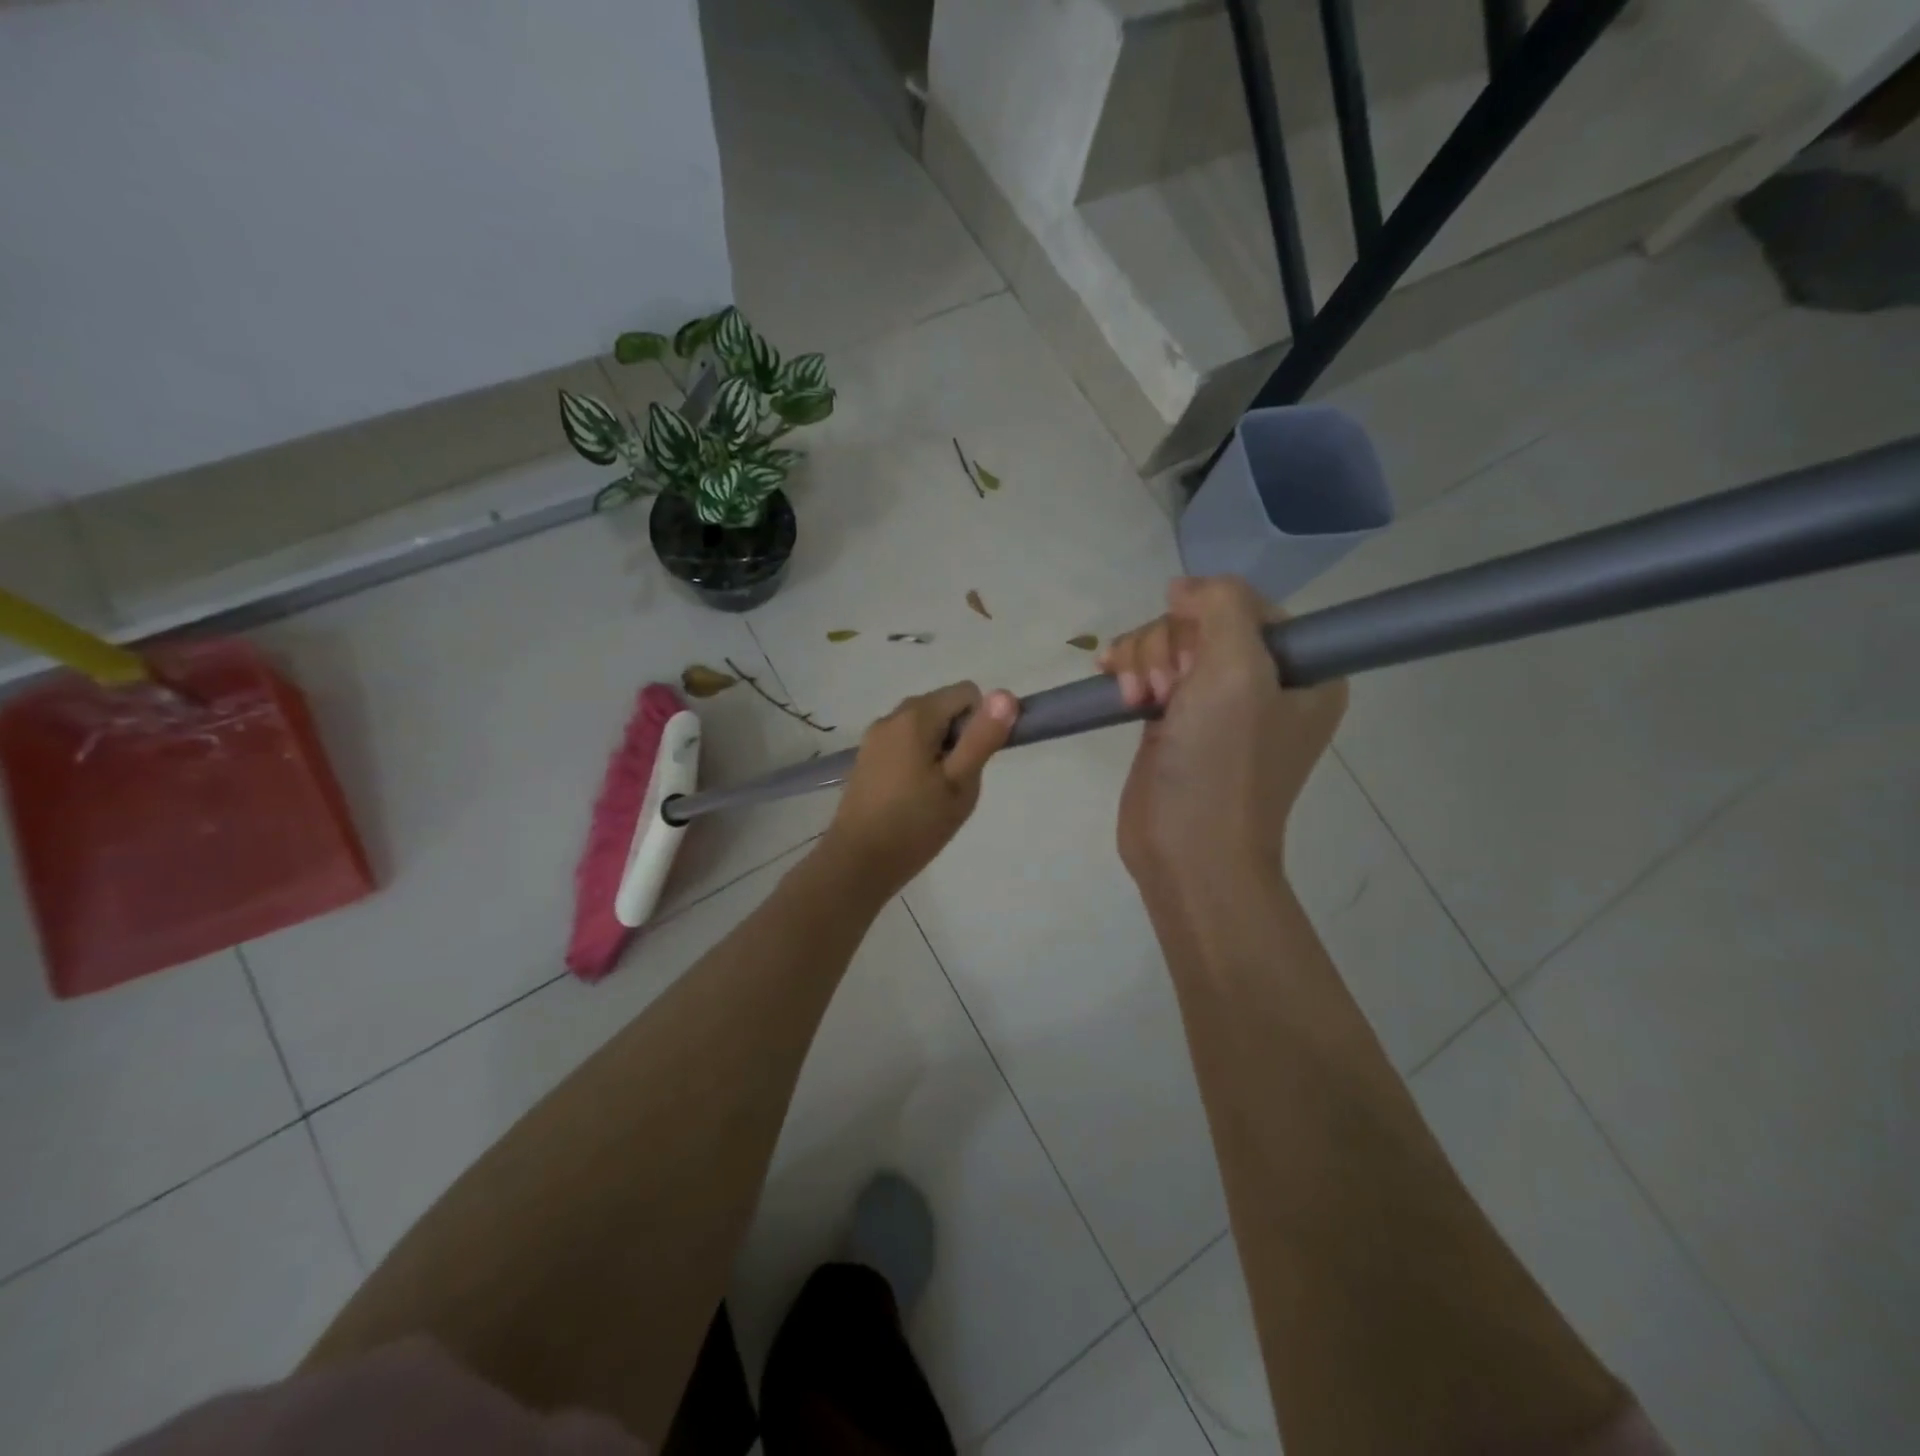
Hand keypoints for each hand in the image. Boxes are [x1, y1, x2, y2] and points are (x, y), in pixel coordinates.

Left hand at [820, 681, 1018, 899]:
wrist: (858, 863)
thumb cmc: (916, 824)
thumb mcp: (960, 783)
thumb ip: (983, 737)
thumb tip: (1006, 694)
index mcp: (915, 716)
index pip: (966, 693)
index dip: (980, 723)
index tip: (973, 762)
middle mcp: (891, 717)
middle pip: (942, 707)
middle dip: (958, 737)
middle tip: (955, 782)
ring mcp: (874, 737)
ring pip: (923, 727)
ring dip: (939, 750)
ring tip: (935, 793)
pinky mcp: (866, 757)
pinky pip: (904, 743)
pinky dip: (917, 759)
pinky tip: (913, 796)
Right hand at [1099, 577, 1344, 901]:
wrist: (1188, 850)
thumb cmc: (1222, 763)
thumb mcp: (1237, 671)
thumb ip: (1222, 606)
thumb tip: (1182, 587)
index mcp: (1302, 668)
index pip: (1248, 604)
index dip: (1208, 620)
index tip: (1193, 661)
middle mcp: (1264, 681)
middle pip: (1202, 622)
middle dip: (1169, 646)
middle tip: (1164, 690)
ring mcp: (1217, 702)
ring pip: (1169, 644)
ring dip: (1143, 660)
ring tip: (1136, 698)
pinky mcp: (1177, 720)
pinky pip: (1150, 671)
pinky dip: (1129, 670)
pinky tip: (1111, 681)